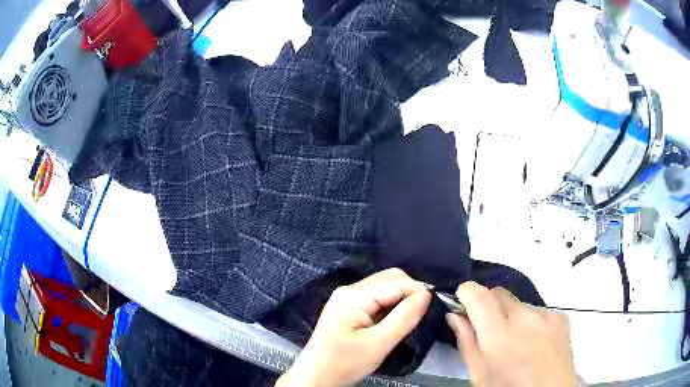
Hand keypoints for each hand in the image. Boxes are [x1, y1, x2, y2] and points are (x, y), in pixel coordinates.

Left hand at [277, 268, 430, 386]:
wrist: (315, 377)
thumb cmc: (343, 364)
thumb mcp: (377, 345)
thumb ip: (403, 318)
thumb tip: (427, 294)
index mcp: (353, 296)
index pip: (396, 282)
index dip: (418, 291)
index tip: (434, 307)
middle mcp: (350, 290)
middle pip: (390, 279)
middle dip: (411, 292)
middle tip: (421, 315)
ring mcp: (347, 298)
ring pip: (385, 288)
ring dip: (402, 299)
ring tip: (410, 319)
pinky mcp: (349, 308)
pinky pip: (377, 298)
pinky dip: (391, 306)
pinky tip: (395, 320)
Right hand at [446, 282, 577, 386]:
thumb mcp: (479, 373)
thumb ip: (466, 341)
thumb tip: (455, 315)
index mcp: (499, 336)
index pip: (479, 295)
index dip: (466, 292)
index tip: (462, 301)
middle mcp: (524, 318)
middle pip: (499, 294)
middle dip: (489, 306)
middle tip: (490, 330)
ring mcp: (546, 315)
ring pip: (519, 303)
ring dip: (512, 316)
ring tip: (517, 342)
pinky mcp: (561, 316)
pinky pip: (538, 311)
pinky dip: (531, 322)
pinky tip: (535, 342)